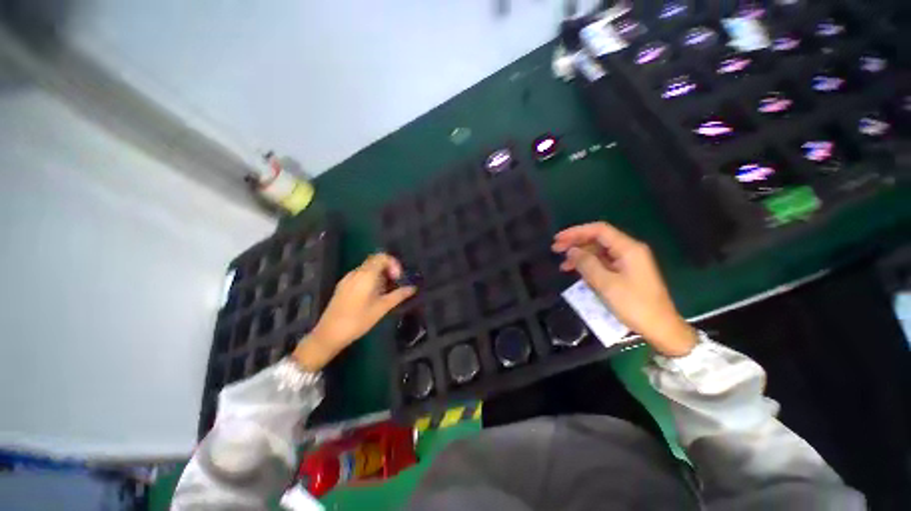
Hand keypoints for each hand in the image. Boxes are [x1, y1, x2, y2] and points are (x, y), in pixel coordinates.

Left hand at [293, 253, 415, 370]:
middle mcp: (356, 272)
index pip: (382, 257)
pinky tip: (372, 295)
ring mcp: (347, 278)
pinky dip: (370, 279)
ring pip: (367, 268)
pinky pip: (360, 275)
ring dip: (380, 275)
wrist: (329, 334)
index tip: (398, 278)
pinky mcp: (343, 286)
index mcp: (366, 275)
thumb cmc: (359, 320)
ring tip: (385, 291)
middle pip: (375, 261)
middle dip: (388, 269)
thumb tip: (413, 288)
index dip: (394, 264)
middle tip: (395, 283)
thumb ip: (399, 295)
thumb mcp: (382, 308)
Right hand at [552, 222, 696, 356]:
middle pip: (598, 239)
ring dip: (580, 255)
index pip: (599, 230)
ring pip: (598, 251)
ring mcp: (627, 262)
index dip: (576, 232)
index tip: (558, 239)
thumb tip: (571, 250)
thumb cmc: (634, 305)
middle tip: (555, 249)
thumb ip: (587, 264)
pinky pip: (602, 262)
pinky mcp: (625, 272)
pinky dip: (588, 265)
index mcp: (628, 249)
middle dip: (576, 242)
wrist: (660, 328)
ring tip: (562, 264)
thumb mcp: (606, 284)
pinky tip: (576, 271)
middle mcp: (628, 250)